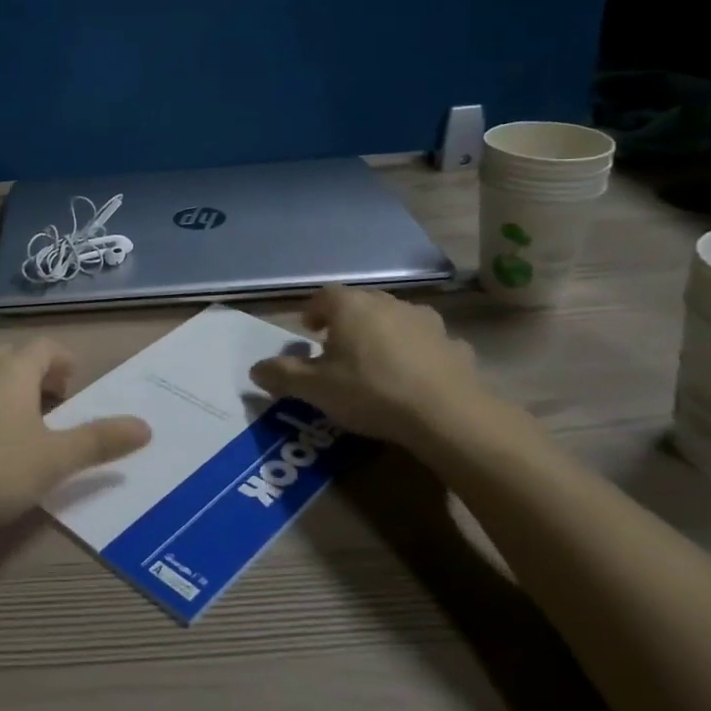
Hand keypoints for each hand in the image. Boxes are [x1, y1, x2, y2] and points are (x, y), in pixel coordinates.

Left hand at [0, 339, 150, 546]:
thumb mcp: (54, 461)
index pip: (45, 347)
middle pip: (11, 358)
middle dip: (33, 375)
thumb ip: (100, 442)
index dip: (63, 361)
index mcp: (12, 371)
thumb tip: (146, 426)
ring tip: (11, 426)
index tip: (72, 384)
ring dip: (0, 391)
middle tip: (48, 404)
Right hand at [249, 285, 507, 456]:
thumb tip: (255, 369)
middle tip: (338, 346)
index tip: (309, 330)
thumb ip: (282, 376)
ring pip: (398, 319)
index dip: (314, 310)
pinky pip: (429, 344)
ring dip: (385, 333)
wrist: (446, 414)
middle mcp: (389, 304)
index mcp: (352, 307)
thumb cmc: (370, 392)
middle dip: (347, 320)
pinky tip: (417, 377)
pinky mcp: (455, 346)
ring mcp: (427, 323)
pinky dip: (420, 354)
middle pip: (362, 303)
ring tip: (378, 361)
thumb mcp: (315, 389)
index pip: (325, 296)